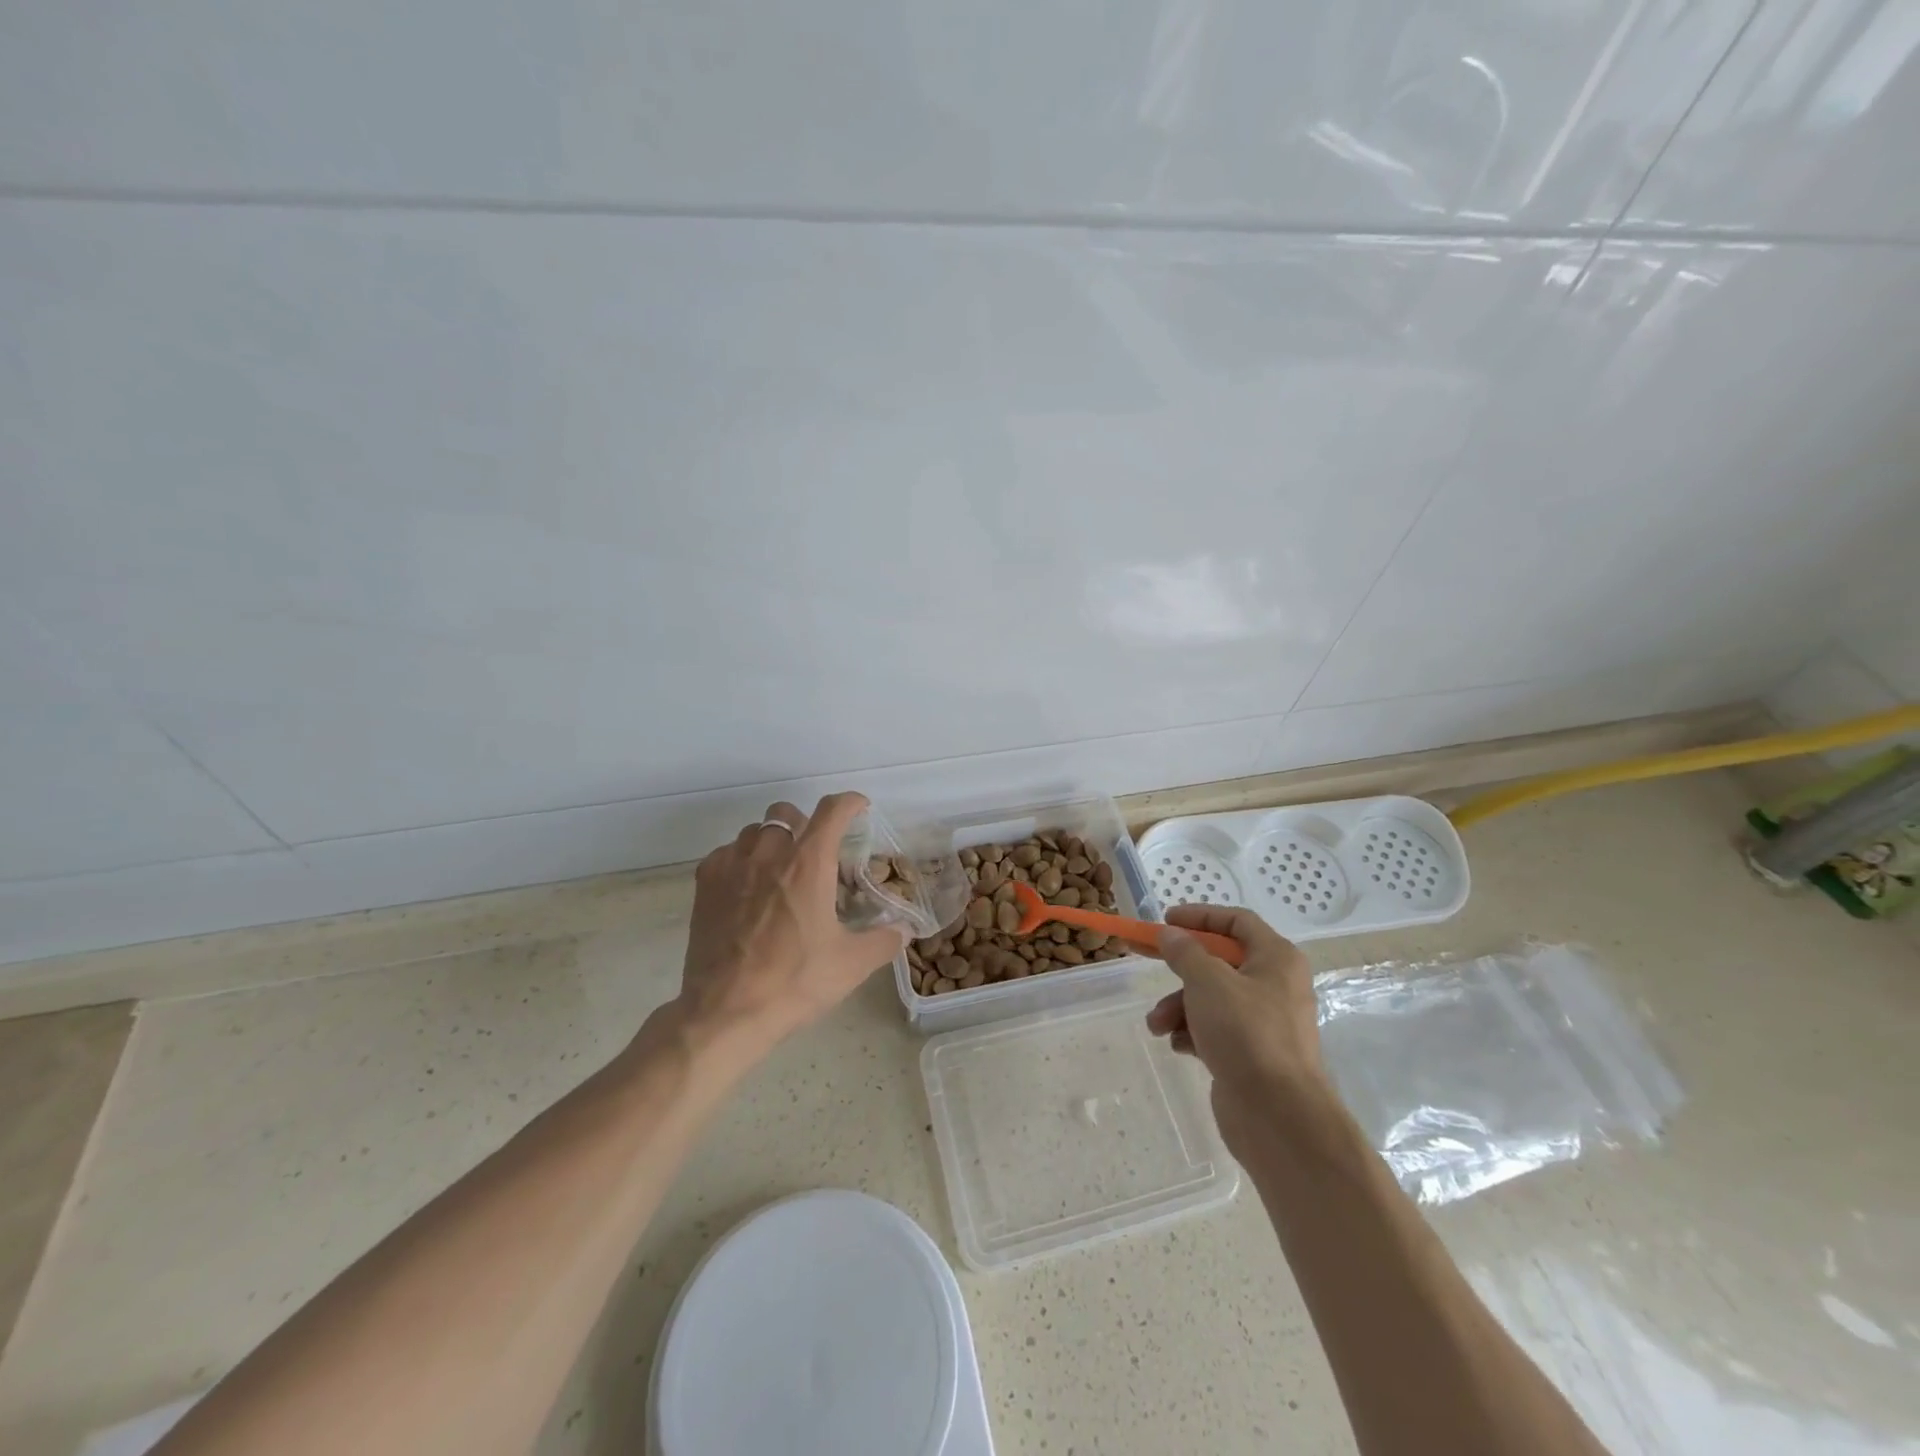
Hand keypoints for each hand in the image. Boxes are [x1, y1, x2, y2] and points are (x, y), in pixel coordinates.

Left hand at [674, 792, 907, 1051]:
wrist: (726, 1012)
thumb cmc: (794, 982)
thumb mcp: (852, 964)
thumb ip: (884, 941)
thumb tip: (904, 931)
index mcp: (808, 864)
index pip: (832, 811)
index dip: (849, 803)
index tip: (859, 808)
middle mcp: (769, 854)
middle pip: (786, 813)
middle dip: (804, 823)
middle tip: (815, 851)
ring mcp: (732, 867)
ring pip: (754, 831)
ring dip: (772, 841)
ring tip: (780, 870)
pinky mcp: (705, 885)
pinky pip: (725, 854)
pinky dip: (741, 860)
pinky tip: (747, 887)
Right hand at [1144, 905, 1327, 1146]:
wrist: (1278, 1116)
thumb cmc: (1246, 1034)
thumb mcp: (1208, 982)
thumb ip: (1185, 952)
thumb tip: (1170, 934)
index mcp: (1276, 959)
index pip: (1236, 921)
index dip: (1199, 916)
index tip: (1165, 921)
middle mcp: (1275, 985)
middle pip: (1219, 962)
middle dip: (1180, 969)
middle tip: (1144, 958)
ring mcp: (1264, 1023)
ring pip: (1211, 999)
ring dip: (1178, 1006)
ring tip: (1157, 1025)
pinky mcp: (1251, 1054)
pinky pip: (1215, 1030)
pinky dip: (1192, 1032)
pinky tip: (1178, 1045)